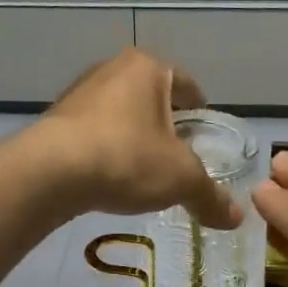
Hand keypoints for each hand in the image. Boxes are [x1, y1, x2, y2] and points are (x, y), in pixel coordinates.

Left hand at [34, 50, 241, 229]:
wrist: (50, 172)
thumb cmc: (126, 158)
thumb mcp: (180, 179)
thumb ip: (210, 196)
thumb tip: (237, 217)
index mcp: (148, 68)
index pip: (187, 84)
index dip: (200, 109)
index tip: (204, 132)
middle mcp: (112, 70)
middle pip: (152, 97)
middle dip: (166, 124)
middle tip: (180, 155)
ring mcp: (80, 93)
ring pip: (121, 114)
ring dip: (134, 137)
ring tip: (145, 169)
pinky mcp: (56, 120)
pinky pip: (94, 132)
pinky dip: (107, 149)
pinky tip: (111, 176)